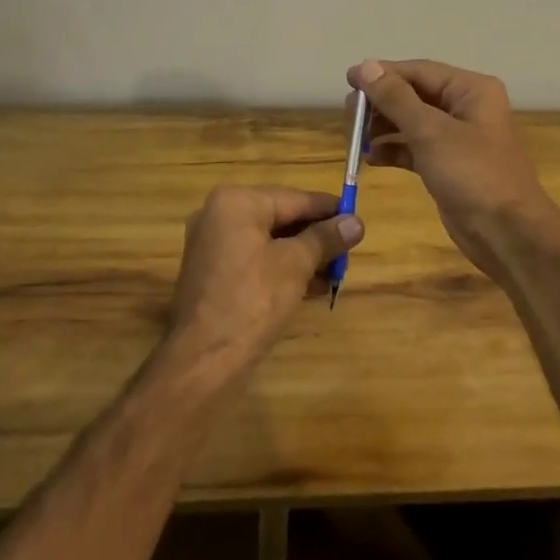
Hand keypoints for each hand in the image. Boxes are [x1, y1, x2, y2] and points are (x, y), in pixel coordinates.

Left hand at [165, 186, 362, 374]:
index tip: (357, 219)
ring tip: (335, 274)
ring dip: (303, 255)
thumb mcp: (296, 265)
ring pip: (269, 240)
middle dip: (316, 236)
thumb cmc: (252, 301)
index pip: (295, 198)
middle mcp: (219, 214)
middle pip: (281, 217)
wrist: (203, 360)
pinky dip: (281, 268)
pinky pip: (255, 258)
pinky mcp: (212, 272)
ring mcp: (212, 244)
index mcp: (237, 202)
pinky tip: (311, 287)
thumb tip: (356, 223)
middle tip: (348, 251)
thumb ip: (326, 238)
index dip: (329, 209)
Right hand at [347, 58, 559, 280]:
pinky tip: (370, 158)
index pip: (419, 71)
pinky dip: (394, 150)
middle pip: (415, 95)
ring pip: (413, 122)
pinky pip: (416, 148)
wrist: (507, 234)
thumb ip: (396, 98)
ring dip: (384, 127)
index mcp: (471, 90)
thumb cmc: (473, 174)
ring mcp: (458, 139)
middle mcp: (466, 108)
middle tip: (348, 113)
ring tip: (354, 135)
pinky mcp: (449, 166)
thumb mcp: (431, 132)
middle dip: (381, 102)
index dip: (383, 74)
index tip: (348, 80)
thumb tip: (365, 66)